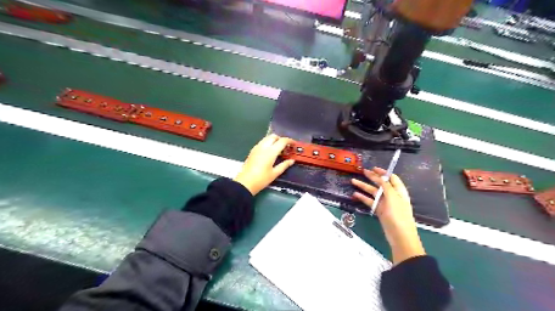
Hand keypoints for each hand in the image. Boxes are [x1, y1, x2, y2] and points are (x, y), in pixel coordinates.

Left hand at [232, 135, 293, 195]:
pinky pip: (262, 142)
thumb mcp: (275, 173)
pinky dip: (268, 143)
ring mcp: (257, 148)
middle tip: (286, 147)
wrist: (245, 183)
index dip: (290, 141)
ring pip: (267, 138)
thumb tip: (291, 161)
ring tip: (278, 149)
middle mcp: (263, 147)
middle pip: (274, 136)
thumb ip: (284, 165)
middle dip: (281, 139)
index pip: (282, 141)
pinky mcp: (252, 151)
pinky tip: (270, 152)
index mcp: (271, 152)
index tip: (294, 144)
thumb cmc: (261, 179)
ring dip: (274, 140)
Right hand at [350, 167, 424, 264]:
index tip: (374, 168)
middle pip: (381, 184)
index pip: (392, 178)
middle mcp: (392, 196)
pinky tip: (355, 194)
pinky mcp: (379, 211)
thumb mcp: (393, 198)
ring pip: (373, 192)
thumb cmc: (398, 215)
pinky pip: (370, 201)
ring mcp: (385, 203)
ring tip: (353, 181)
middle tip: (363, 172)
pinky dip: (363, 197)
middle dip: (372, 177)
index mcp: (399, 191)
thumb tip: (381, 177)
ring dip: (364, 186)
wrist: (400, 236)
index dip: (383, 172)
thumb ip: (386, 186)